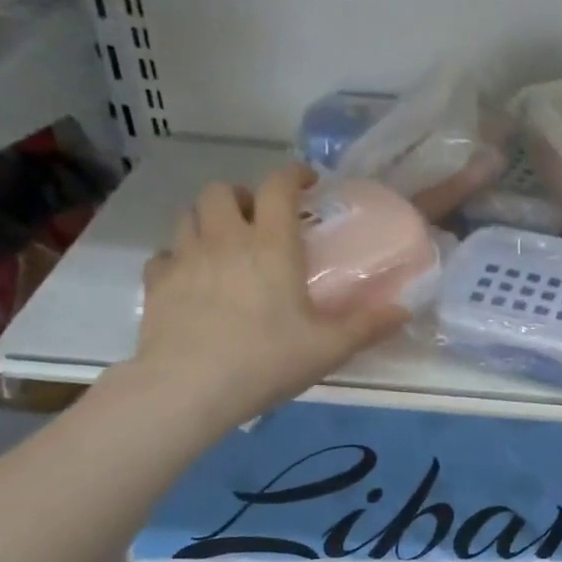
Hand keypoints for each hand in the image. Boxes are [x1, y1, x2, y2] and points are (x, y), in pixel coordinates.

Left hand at [127, 165, 408, 428]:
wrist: (188, 388)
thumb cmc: (266, 360)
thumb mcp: (328, 348)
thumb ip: (367, 326)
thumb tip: (405, 312)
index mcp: (271, 245)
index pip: (278, 186)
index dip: (293, 174)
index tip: (306, 182)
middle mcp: (225, 239)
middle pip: (221, 190)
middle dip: (241, 196)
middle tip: (258, 220)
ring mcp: (185, 258)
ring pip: (188, 215)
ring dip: (208, 220)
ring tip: (225, 245)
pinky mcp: (156, 283)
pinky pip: (165, 255)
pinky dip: (179, 258)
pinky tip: (191, 280)